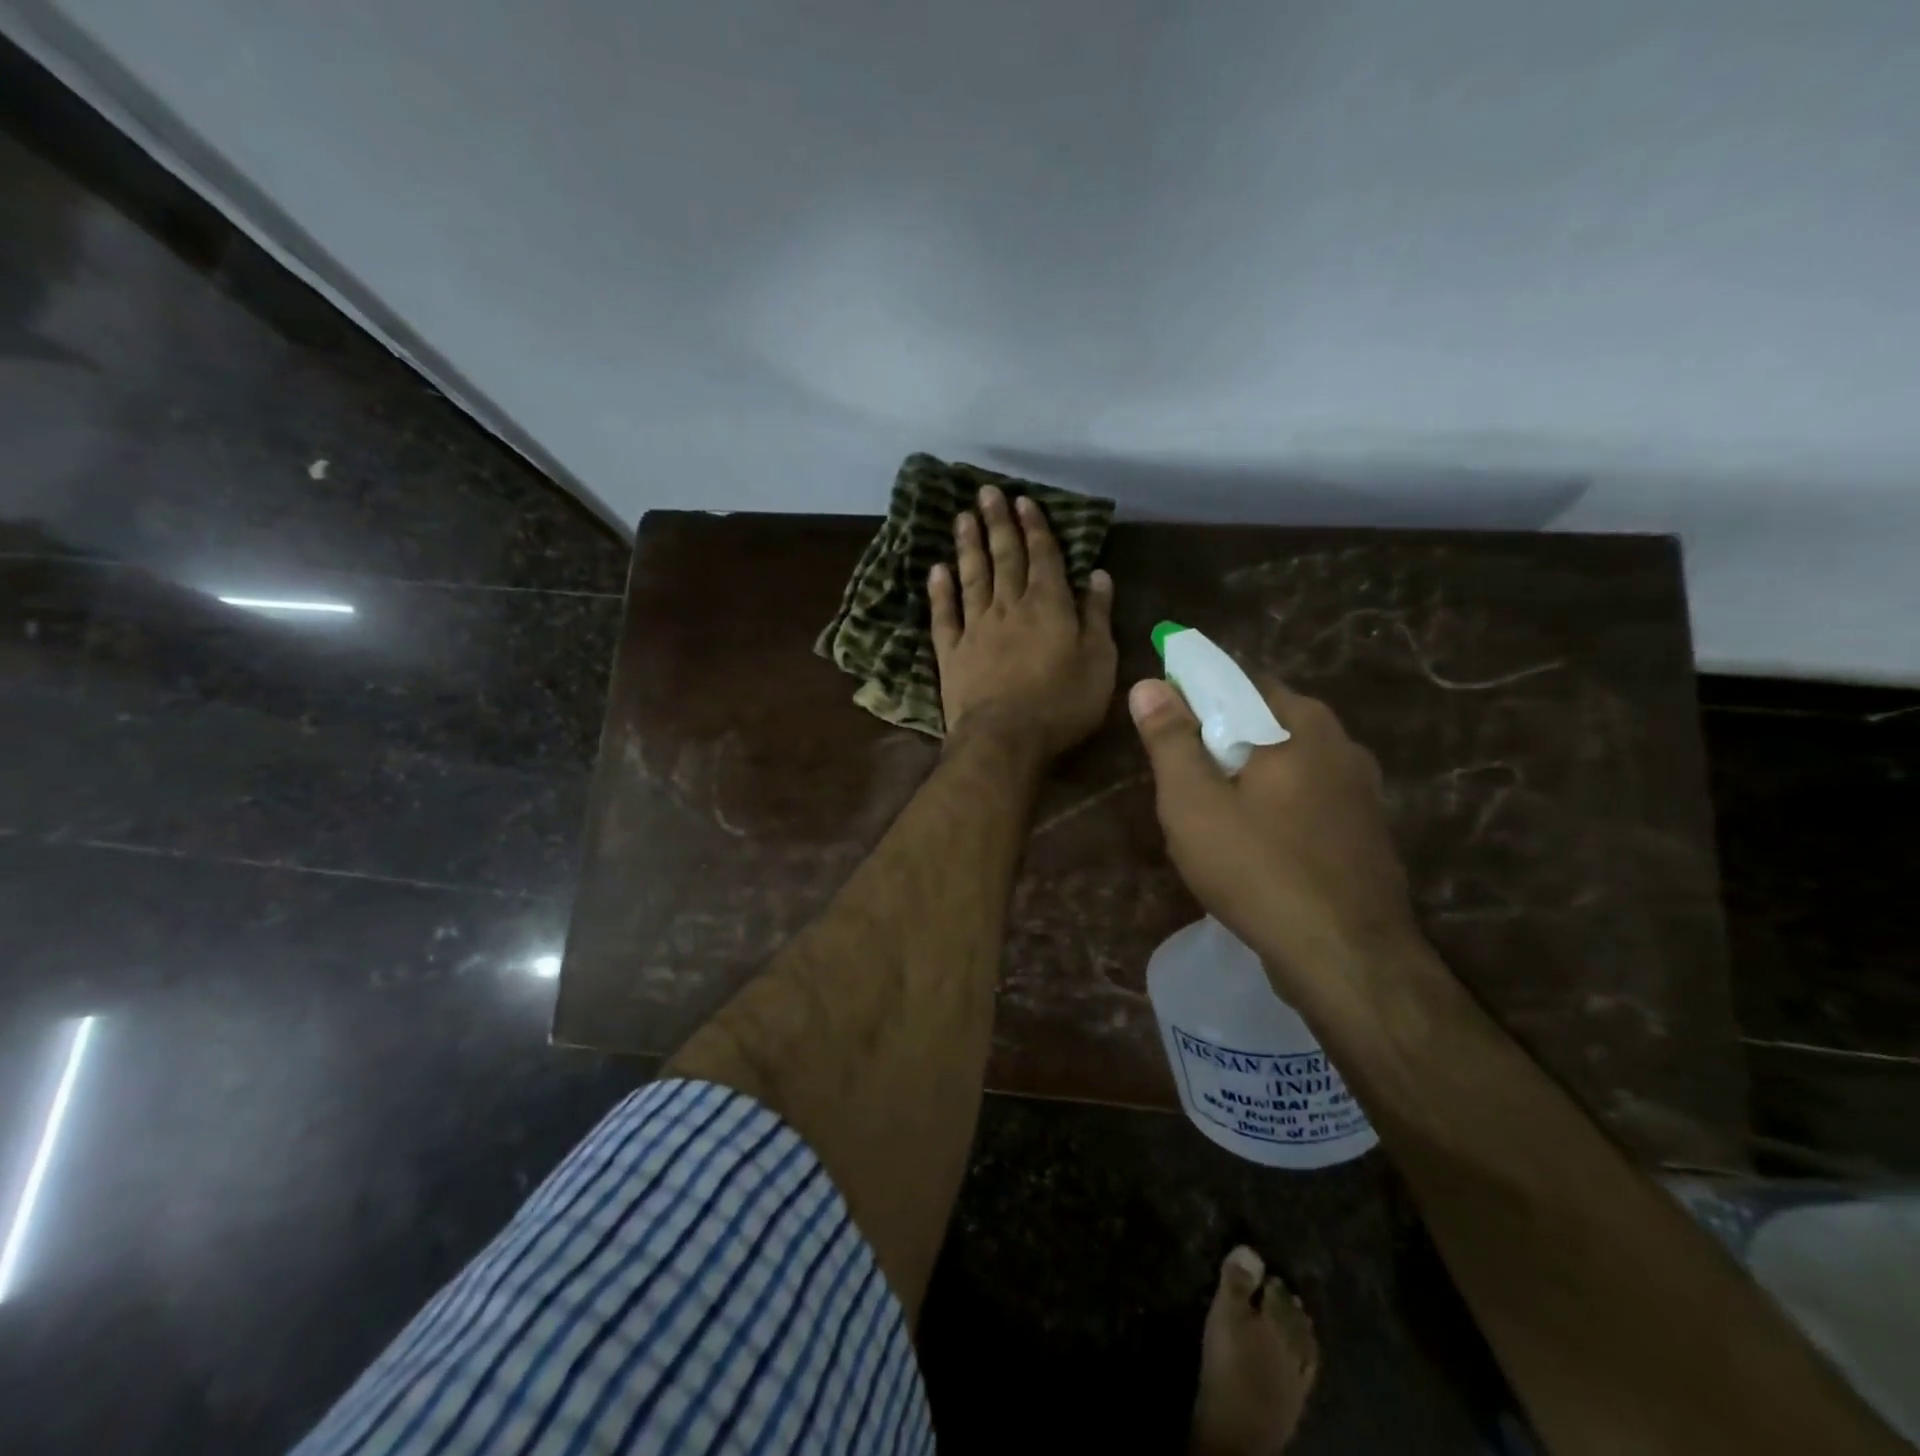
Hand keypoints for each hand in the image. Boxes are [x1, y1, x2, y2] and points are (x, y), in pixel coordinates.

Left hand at [931, 485, 1115, 759]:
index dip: (1034, 527)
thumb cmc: (1061, 704)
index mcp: (1048, 606)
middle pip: (1003, 557)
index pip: (1042, 557)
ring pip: (972, 577)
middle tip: (986, 493)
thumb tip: (1098, 575)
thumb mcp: (1098, 661)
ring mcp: (976, 628)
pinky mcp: (951, 653)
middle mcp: (1009, 607)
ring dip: (968, 546)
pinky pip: (944, 615)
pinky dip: (940, 591)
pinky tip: (937, 570)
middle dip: (997, 523)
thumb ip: (1097, 616)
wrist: (1004, 739)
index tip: (1023, 501)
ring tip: (962, 518)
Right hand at [1129, 673, 1417, 1005]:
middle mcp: (1340, 744)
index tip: (1164, 724)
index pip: (1238, 681)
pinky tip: (1256, 845)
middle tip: (1181, 777)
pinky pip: (1308, 800)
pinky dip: (1277, 807)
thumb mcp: (1193, 802)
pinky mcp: (1367, 833)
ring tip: (1212, 815)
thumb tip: (1148, 684)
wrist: (1346, 958)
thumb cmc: (1257, 868)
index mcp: (1299, 723)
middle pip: (1265, 722)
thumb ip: (1169, 739)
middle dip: (1220, 739)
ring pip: (1288, 764)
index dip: (1194, 694)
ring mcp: (1362, 791)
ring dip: (1249, 776)